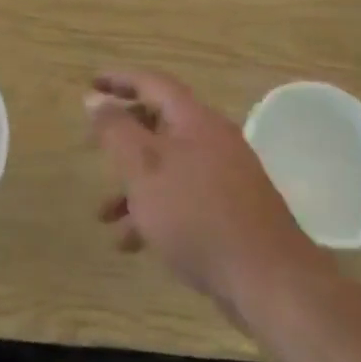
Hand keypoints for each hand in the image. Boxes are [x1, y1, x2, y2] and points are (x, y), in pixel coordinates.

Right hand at [86, 69, 312, 313]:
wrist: (269, 281)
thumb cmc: (196, 214)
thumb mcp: (144, 168)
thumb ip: (116, 130)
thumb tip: (95, 98)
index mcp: (195, 121)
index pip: (153, 84)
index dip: (120, 80)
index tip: (91, 83)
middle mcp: (214, 141)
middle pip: (160, 124)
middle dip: (122, 137)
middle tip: (91, 145)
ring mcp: (226, 178)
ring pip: (168, 168)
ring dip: (133, 184)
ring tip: (103, 215)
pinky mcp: (231, 213)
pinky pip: (183, 199)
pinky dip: (155, 211)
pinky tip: (132, 244)